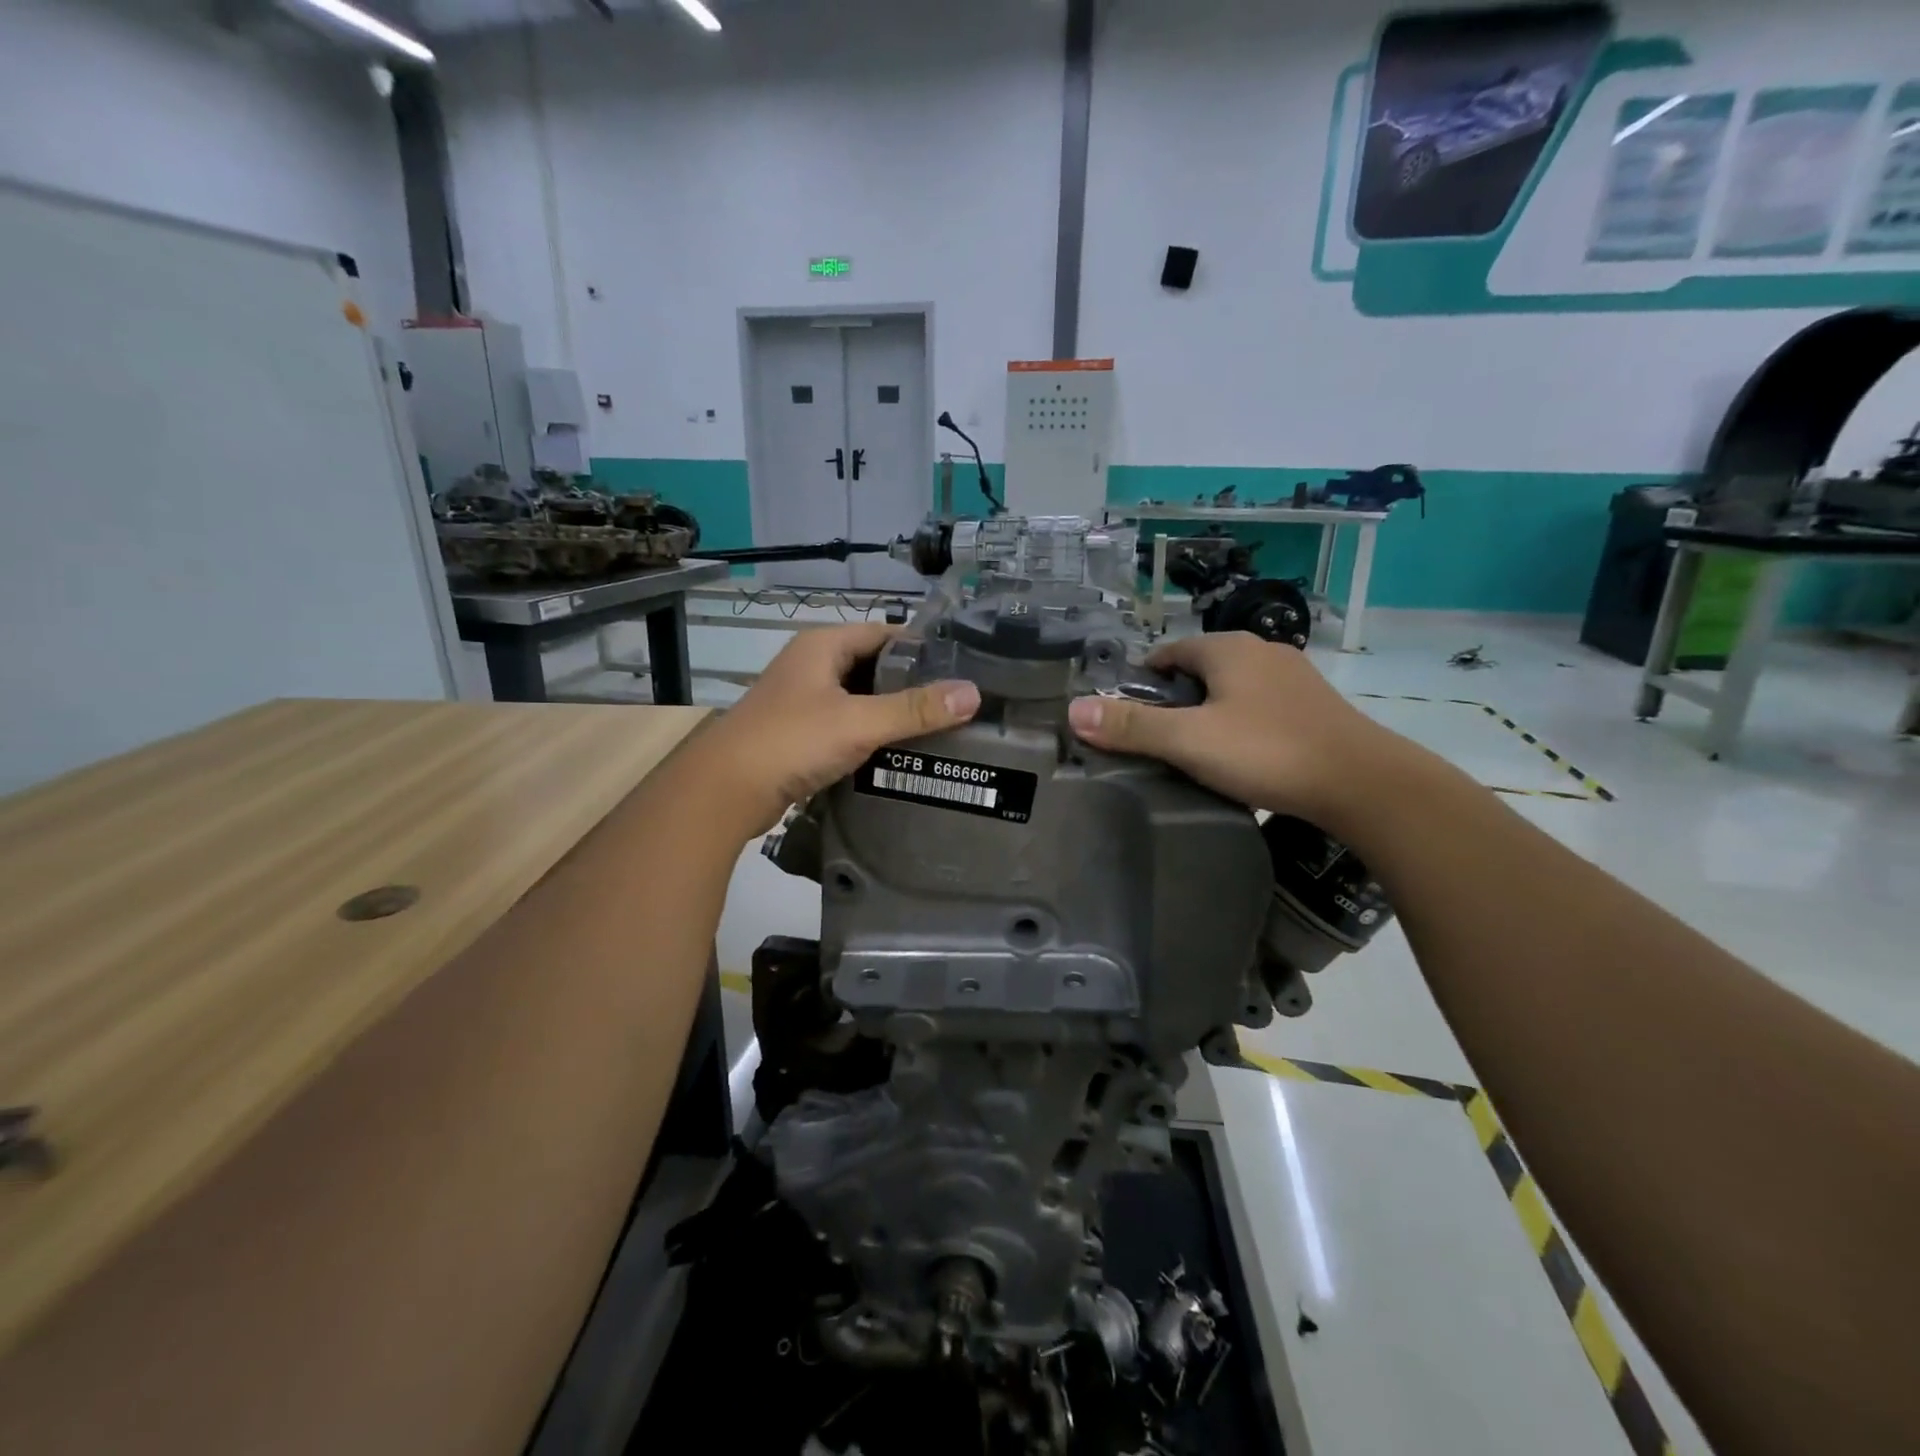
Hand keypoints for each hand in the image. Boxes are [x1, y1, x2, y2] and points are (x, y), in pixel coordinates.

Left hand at [693, 622, 981, 835]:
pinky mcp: (799, 734)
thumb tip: (972, 694)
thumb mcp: (859, 722)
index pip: (883, 633)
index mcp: (822, 645)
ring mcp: (802, 701)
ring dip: (891, 712)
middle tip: (955, 702)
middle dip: (910, 683)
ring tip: (938, 728)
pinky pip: (845, 726)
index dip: (921, 647)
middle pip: (873, 666)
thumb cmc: (791, 741)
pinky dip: (871, 735)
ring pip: (859, 699)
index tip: (960, 666)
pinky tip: (899, 753)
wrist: (725, 791)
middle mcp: (811, 666)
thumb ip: (915, 709)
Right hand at [1066, 632, 1396, 823]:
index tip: (1126, 718)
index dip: (1142, 682)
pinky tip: (1240, 759)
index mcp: (1228, 649)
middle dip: (1174, 700)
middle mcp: (1262, 652)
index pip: (1168, 653)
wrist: (1363, 784)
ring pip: (1232, 690)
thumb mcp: (1189, 741)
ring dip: (1209, 714)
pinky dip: (1241, 726)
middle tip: (1155, 742)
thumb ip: (1132, 727)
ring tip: (1193, 754)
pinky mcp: (1314, 708)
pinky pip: (1260, 709)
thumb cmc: (1267, 752)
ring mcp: (1293, 679)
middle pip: (1199, 670)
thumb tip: (1073, 710)